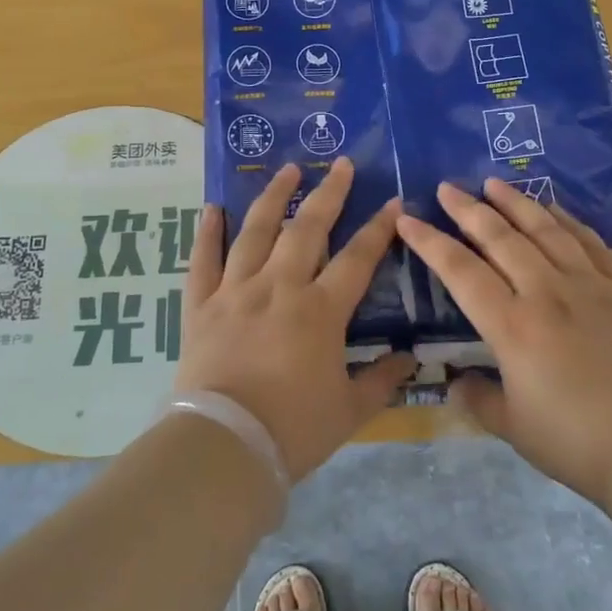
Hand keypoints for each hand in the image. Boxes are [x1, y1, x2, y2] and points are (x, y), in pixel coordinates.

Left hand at [175, 158, 415, 481]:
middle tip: (339, 164)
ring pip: (257, 231)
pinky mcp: (201, 305)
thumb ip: (381, 379)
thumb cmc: (294, 429)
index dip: (378, 229)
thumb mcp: (350, 410)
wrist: (224, 446)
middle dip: (328, 193)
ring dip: (274, 197)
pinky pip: (203, 260)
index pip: (357, 258)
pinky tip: (212, 208)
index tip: (392, 201)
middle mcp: (279, 287)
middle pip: (307, 229)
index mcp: (320, 310)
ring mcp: (236, 291)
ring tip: (287, 169)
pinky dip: (207, 233)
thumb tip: (410, 359)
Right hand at [397, 180, 611, 506]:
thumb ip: (480, 400)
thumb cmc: (578, 441)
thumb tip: (458, 381)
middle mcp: (546, 293)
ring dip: (516, 203)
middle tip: (448, 187)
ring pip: (546, 230)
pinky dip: (568, 221)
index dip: (430, 242)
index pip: (460, 272)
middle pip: (501, 238)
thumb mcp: (515, 429)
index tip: (408, 219)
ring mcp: (589, 285)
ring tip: (494, 183)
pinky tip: (555, 211)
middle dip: (469, 209)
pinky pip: (591, 243)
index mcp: (512, 326)